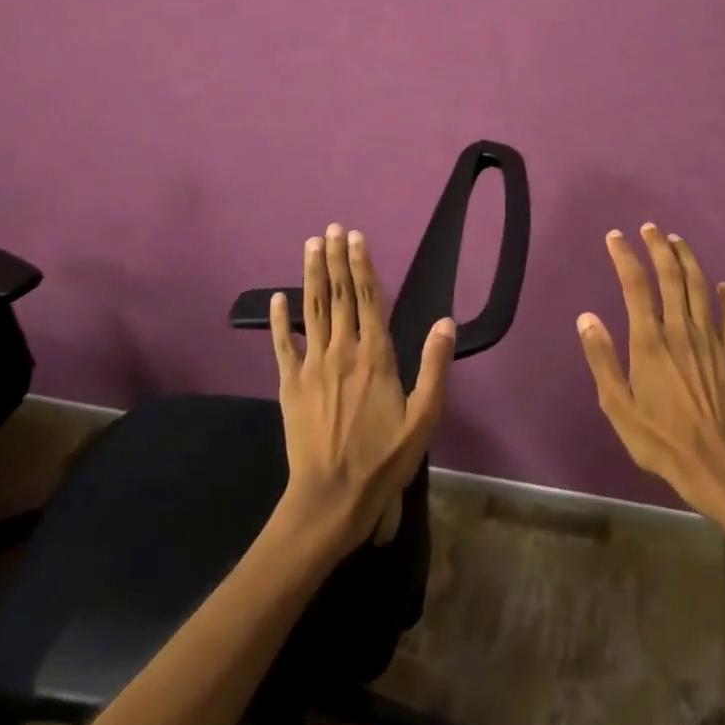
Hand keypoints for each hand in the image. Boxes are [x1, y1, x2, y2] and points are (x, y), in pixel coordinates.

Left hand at [269, 224, 455, 555]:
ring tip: (310, 245)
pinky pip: (282, 344)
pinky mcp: (289, 384)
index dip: (362, 264)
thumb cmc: (384, 459)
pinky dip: (279, 319)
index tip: (356, 236)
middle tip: (331, 228)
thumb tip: (446, 322)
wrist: (331, 497)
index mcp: (376, 355)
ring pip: (313, 310)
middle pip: (339, 295)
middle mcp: (342, 350)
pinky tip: (278, 297)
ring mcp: (312, 366)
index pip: (370, 298)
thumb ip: (434, 367)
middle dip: (335, 259)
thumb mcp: (423, 418)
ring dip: (312, 275)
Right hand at [578, 224, 724, 517]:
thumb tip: (587, 317)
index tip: (616, 237)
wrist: (716, 465)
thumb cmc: (660, 439)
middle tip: (649, 228)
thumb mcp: (617, 405)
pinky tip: (724, 286)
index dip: (625, 256)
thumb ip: (601, 358)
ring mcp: (710, 341)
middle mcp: (680, 330)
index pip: (635, 285)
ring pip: (700, 288)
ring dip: (689, 261)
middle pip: (671, 276)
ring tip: (678, 242)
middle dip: (659, 247)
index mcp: (649, 340)